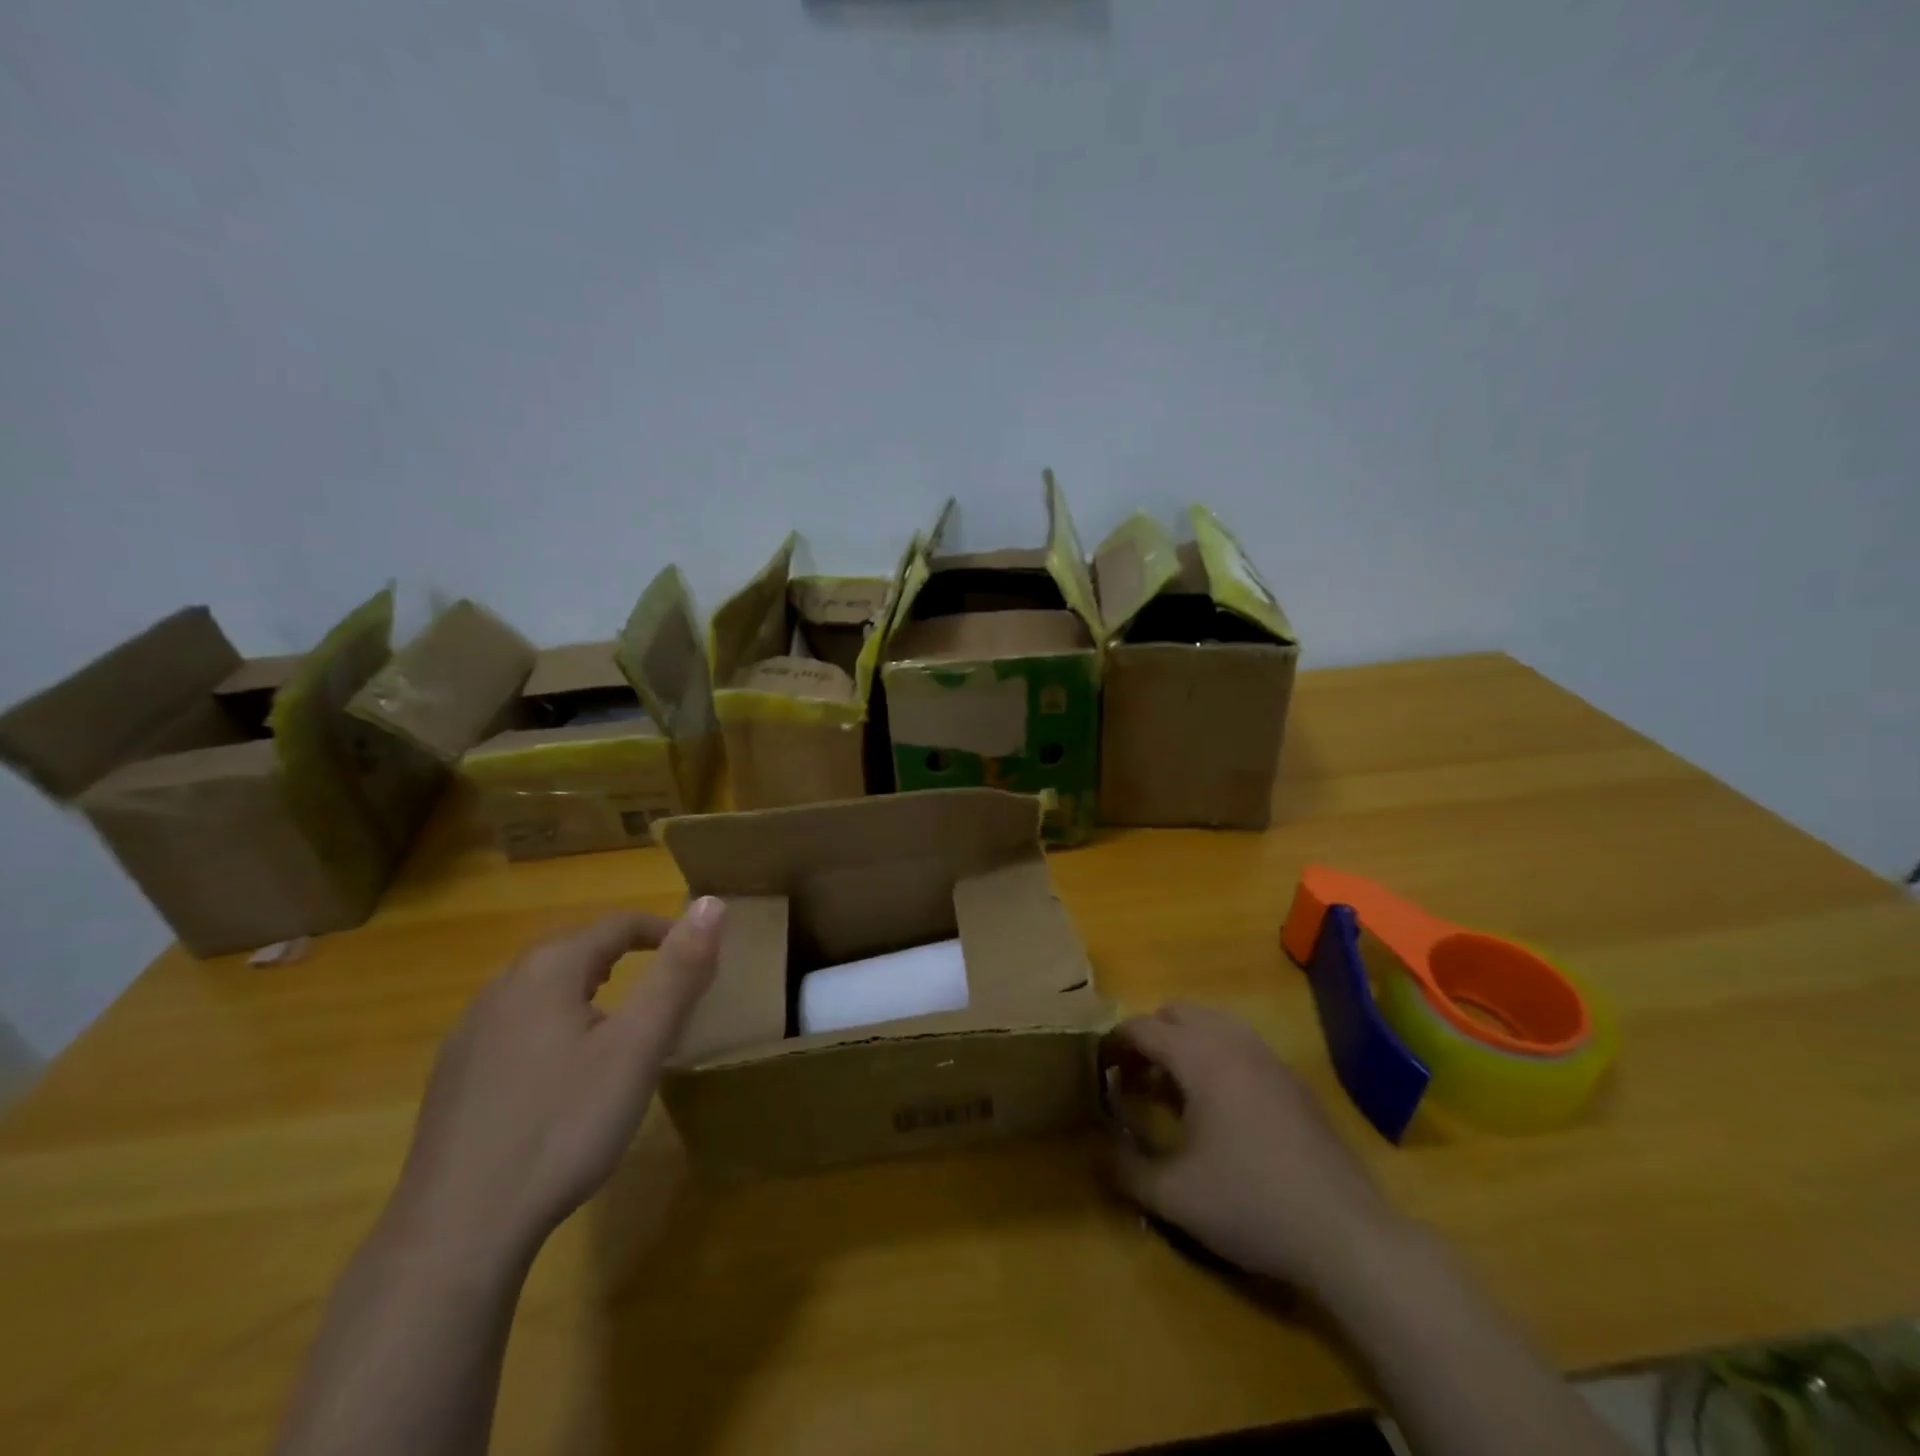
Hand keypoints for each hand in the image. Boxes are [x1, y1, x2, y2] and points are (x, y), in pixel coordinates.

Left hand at [383, 899, 724, 1266]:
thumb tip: (711, 903)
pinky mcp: (452, 1077)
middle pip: (574, 949)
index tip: (697, 953)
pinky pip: (514, 1025)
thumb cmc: (564, 1127)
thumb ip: (677, 973)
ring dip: (585, 988)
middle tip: (662, 985)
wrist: (457, 1232)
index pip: (617, 924)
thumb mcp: (639, 1047)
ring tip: (617, 1020)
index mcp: (548, 970)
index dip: (663, 930)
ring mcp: (469, 1033)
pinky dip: (551, 1024)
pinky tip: (559, 1072)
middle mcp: (501, 987)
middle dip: (623, 954)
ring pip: (540, 988)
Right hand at [1108, 1002, 1407, 1292]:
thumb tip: (1095, 1149)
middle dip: (1149, 1036)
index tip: (1098, 1068)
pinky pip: (1240, 1044)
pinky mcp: (1292, 1081)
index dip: (1114, 1042)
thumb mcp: (1173, 1195)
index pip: (1144, 1027)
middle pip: (1178, 1013)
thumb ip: (1124, 1168)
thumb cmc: (1251, 1204)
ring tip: (1172, 1088)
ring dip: (1184, 1042)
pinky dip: (1215, 1055)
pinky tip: (1217, 1106)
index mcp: (1201, 1058)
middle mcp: (1234, 1043)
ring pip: (1213, 1023)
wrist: (1345, 1234)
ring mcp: (1268, 1058)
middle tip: (1134, 1077)